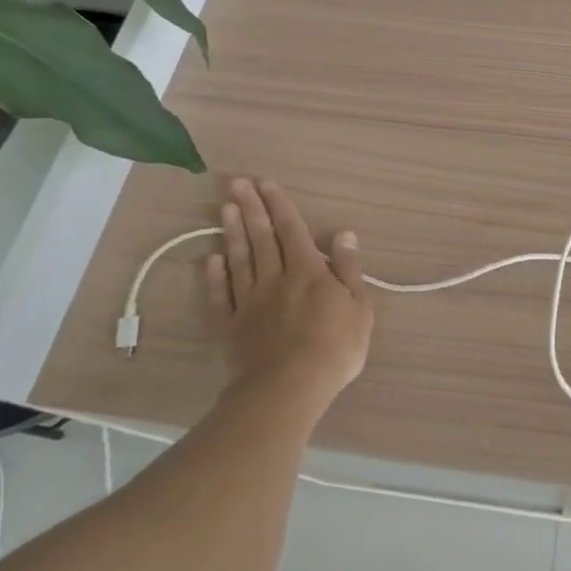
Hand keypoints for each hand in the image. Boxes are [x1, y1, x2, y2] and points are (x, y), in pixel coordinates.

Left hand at [205, 176, 372, 408]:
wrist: (289, 388)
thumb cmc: (334, 348)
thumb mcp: (359, 307)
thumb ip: (350, 269)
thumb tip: (344, 234)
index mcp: (308, 272)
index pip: (292, 230)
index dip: (280, 206)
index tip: (266, 183)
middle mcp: (276, 278)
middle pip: (261, 238)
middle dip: (251, 208)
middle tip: (236, 183)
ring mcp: (250, 302)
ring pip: (239, 260)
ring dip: (232, 232)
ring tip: (224, 207)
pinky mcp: (232, 327)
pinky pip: (221, 296)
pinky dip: (216, 276)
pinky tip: (212, 259)